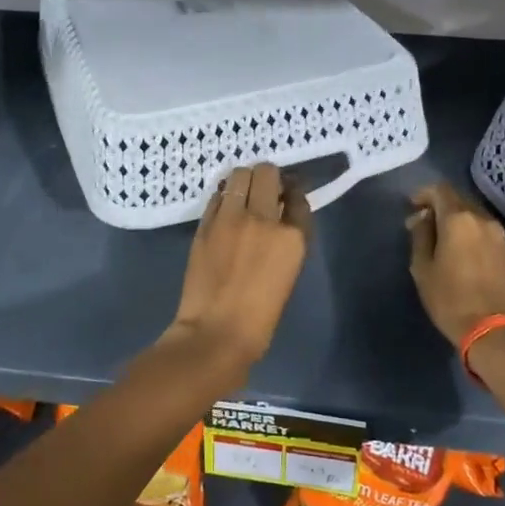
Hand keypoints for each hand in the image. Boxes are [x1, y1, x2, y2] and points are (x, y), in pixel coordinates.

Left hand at [165, 163, 310, 369]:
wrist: (216, 332)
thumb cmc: (260, 316)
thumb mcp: (287, 273)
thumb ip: (286, 240)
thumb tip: (279, 218)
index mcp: (292, 237)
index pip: (298, 197)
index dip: (292, 193)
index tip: (287, 196)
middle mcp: (264, 219)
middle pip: (268, 173)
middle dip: (269, 177)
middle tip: (265, 189)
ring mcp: (231, 218)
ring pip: (240, 174)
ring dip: (245, 180)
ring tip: (243, 194)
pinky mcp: (206, 224)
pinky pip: (217, 194)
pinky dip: (224, 195)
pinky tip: (225, 207)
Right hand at [407, 183, 504, 348]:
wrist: (496, 331)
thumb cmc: (451, 299)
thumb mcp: (423, 268)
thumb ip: (421, 236)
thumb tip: (422, 218)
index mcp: (459, 219)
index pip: (440, 189)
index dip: (424, 194)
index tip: (412, 207)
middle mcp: (483, 219)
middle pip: (459, 200)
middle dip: (441, 207)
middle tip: (425, 224)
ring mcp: (501, 235)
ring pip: (475, 216)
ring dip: (458, 221)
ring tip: (445, 241)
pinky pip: (487, 233)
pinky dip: (473, 234)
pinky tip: (465, 254)